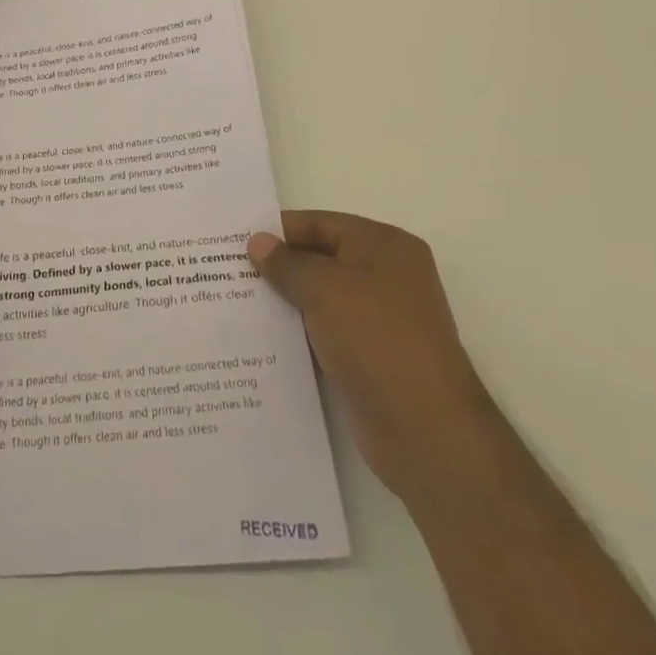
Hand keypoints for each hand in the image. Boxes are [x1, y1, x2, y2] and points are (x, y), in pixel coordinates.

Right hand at [248, 212, 487, 498]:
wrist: (426, 430)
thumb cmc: (376, 338)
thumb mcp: (323, 288)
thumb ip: (286, 263)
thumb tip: (258, 243)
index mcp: (384, 246)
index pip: (321, 224)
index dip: (279, 230)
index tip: (236, 240)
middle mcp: (387, 276)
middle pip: (321, 259)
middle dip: (279, 266)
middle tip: (229, 270)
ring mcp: (381, 320)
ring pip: (321, 299)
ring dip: (286, 302)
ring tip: (236, 302)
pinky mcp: (371, 358)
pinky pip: (326, 334)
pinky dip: (300, 334)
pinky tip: (262, 339)